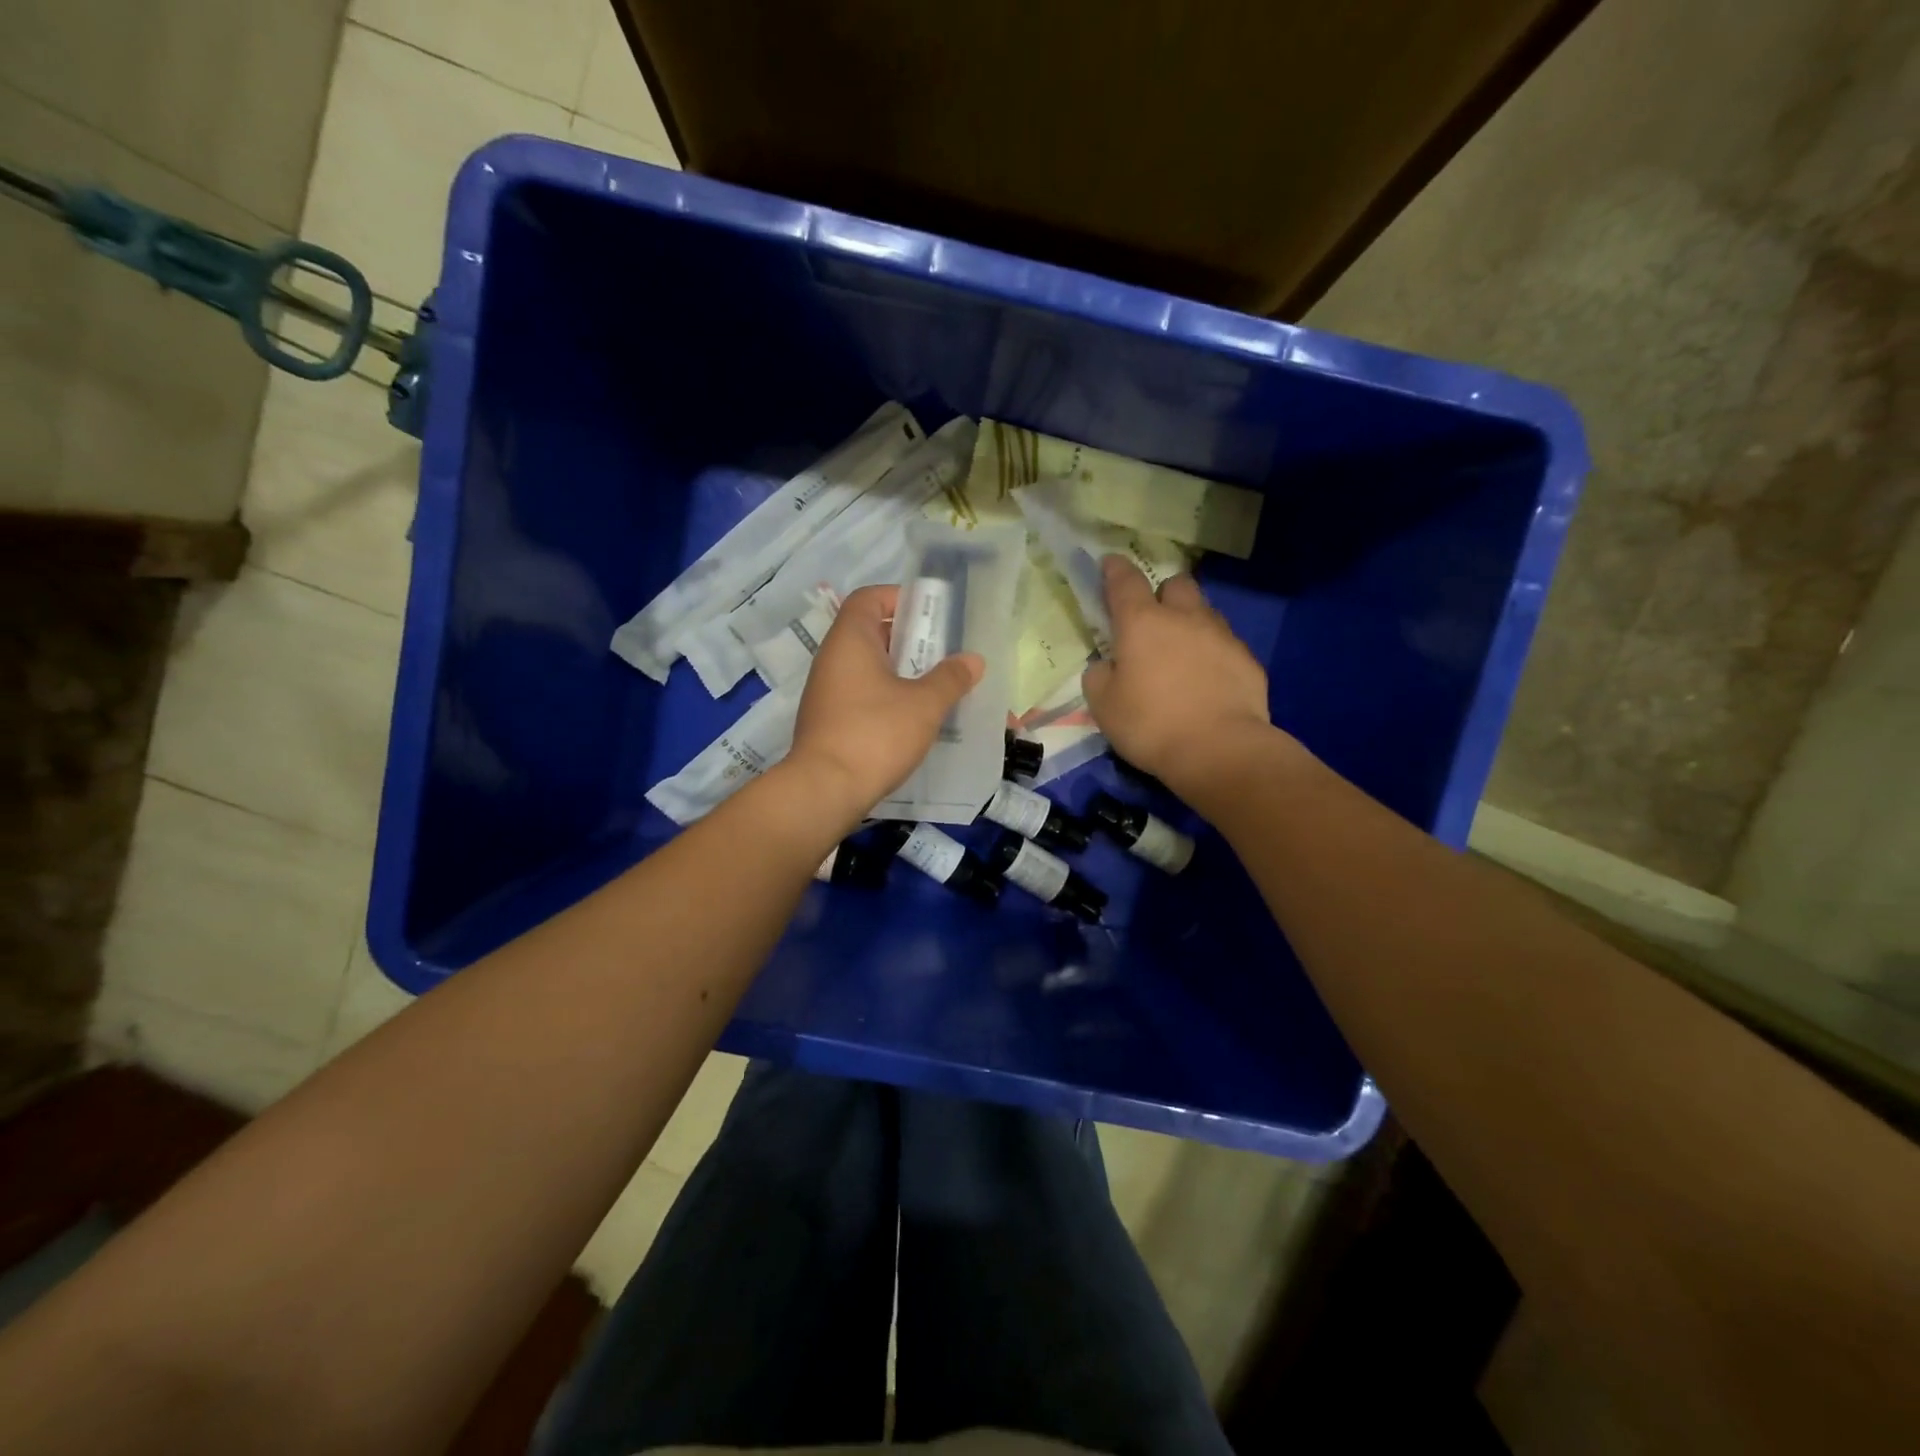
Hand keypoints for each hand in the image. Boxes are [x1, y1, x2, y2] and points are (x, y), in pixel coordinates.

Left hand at [786, 584, 983, 816]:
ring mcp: (827, 692)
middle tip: (943, 652)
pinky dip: (887, 697)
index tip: (930, 613)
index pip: (868, 598)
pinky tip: (914, 719)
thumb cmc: (875, 734)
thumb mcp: (924, 704)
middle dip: (909, 639)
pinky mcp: (829, 722)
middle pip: (870, 633)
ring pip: (868, 668)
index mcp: (850, 641)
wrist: (825, 790)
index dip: (898, 597)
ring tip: (936, 686)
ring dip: (901, 672)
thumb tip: (973, 660)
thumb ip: (951, 678)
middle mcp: (832, 660)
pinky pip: (862, 696)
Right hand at [1082, 557, 1281, 803]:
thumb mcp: (1103, 705)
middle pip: (1176, 585)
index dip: (1114, 570)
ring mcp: (1222, 636)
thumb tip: (1109, 664)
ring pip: (1204, 613)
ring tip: (1182, 656)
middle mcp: (1185, 618)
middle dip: (1163, 594)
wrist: (1220, 750)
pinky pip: (1225, 646)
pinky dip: (1213, 655)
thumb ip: (1100, 675)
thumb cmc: (1150, 724)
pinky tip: (1207, 683)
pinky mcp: (1248, 661)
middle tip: (1152, 622)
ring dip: (1190, 624)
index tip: (1109, 564)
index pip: (1125, 581)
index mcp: (1142, 623)